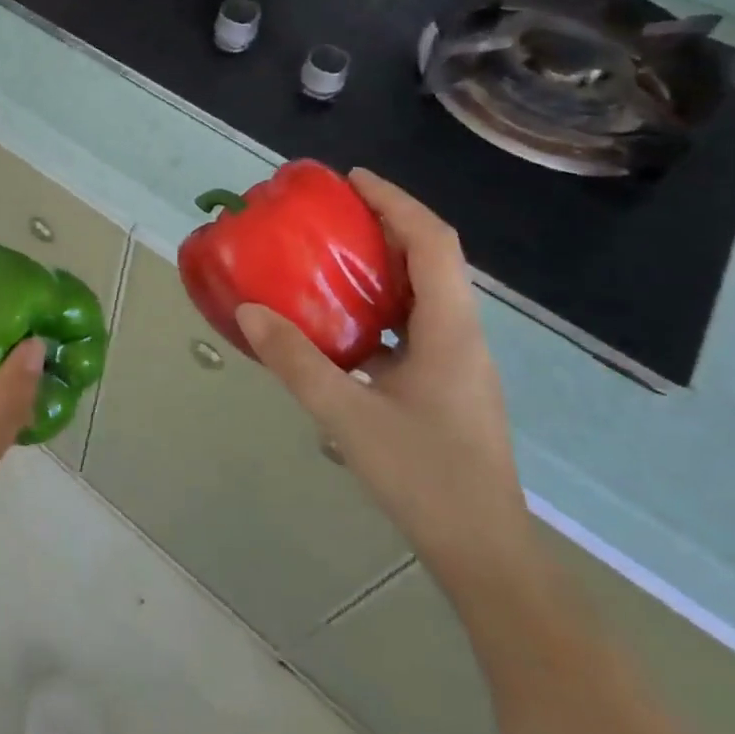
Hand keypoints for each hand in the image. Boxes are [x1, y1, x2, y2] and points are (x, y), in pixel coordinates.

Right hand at [235, 168, 535, 597]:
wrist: (485, 553)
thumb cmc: (424, 477)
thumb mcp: (346, 416)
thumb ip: (296, 361)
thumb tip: (249, 310)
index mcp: (450, 329)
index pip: (433, 242)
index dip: (395, 201)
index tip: (352, 180)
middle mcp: (462, 335)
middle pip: (432, 259)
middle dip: (387, 224)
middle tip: (333, 212)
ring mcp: (459, 363)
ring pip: (425, 292)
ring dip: (385, 264)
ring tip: (332, 256)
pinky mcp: (448, 386)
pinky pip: (414, 324)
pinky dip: (381, 305)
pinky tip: (342, 324)